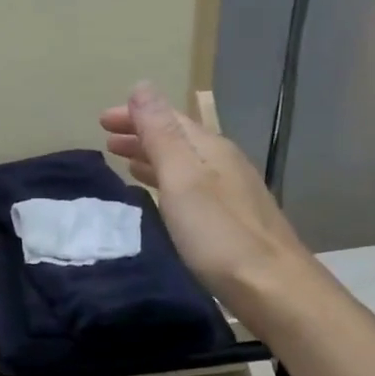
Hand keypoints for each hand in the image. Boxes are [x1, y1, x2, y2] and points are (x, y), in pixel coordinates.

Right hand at [99, 84, 307, 307]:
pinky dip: (167, 181)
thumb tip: (143, 86)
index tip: (101, 120)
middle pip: (178, 138)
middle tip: (106, 138)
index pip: (169, 118)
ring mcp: (232, 192)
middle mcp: (224, 163)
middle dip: (141, 133)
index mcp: (211, 149)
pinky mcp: (232, 219)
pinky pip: (191, 186)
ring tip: (124, 160)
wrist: (274, 289)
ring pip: (184, 163)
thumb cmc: (220, 235)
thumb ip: (161, 134)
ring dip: (153, 156)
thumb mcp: (183, 179)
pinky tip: (161, 195)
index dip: (135, 114)